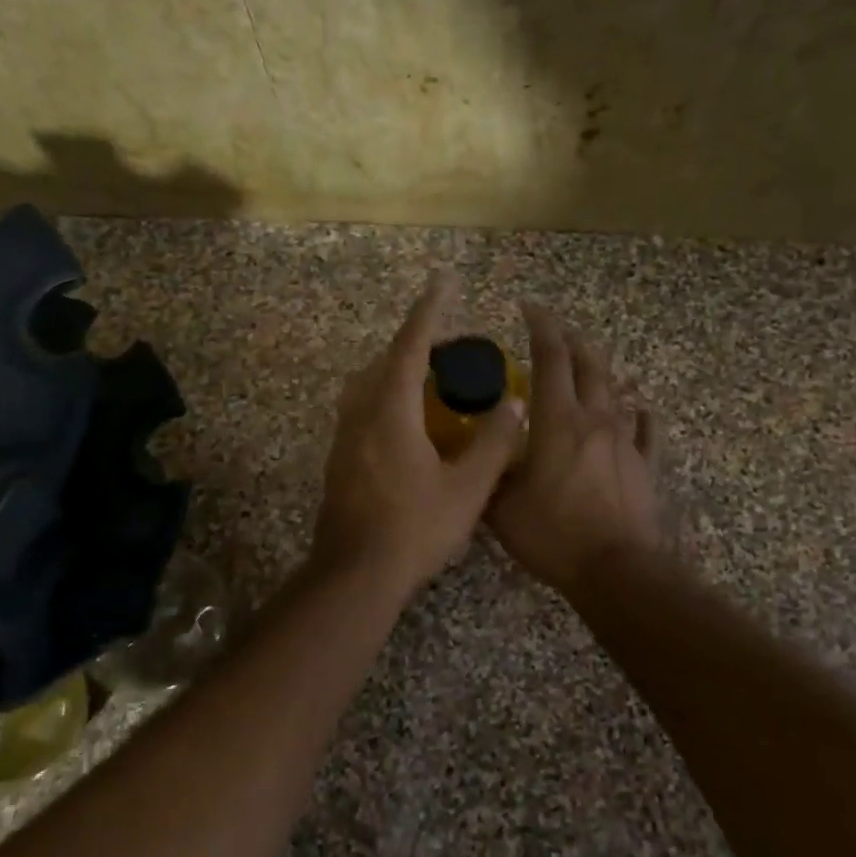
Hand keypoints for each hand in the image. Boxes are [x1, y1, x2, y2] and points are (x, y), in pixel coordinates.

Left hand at [310, 273, 525, 597]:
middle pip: (386, 360)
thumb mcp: (469, 488)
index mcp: (391, 411)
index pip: (411, 345)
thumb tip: (516, 404)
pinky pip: (363, 408)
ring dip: (399, 370)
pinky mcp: (339, 458)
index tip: (444, 281)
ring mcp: (344, 436)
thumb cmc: (415, 530)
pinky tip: (411, 422)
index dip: (430, 310)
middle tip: (453, 349)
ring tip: (433, 380)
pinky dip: (388, 396)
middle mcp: (361, 413)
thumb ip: (495, 442)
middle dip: (419, 343)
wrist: (355, 575)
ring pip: (369, 384)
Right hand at [490, 304, 663, 596]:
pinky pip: (647, 430)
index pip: (551, 356)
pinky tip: (639, 411)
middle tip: (555, 330)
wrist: (616, 570)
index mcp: (557, 419)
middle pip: (589, 363)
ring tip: (589, 368)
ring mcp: (626, 441)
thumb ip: (488, 473)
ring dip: (601, 373)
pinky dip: (640, 415)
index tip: (528, 307)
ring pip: (618, 391)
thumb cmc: (553, 534)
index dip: (540, 325)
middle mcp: (596, 418)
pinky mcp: (646, 466)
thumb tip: (477, 455)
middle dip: (571, 339)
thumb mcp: (501, 507)